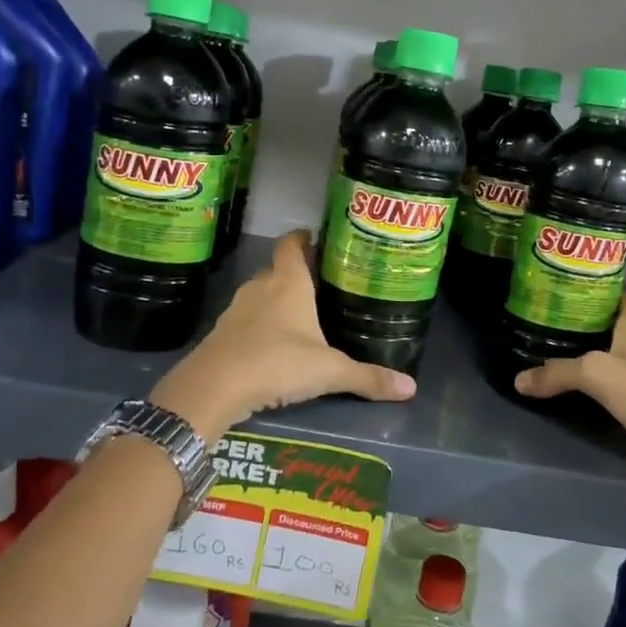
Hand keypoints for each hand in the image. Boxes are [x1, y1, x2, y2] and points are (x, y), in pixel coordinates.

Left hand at [150, 231, 414, 439]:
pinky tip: (273, 347)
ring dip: (276, 302)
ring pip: (260, 296)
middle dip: (296, 274)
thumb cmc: (278, 363)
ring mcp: (236, 310)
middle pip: (277, 270)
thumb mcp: (329, 372)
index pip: (292, 245)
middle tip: (321, 286)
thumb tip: (411, 388)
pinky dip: (259, 327)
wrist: (214, 387)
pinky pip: (246, 321)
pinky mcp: (221, 334)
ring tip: (300, 317)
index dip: (303, 238)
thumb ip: (368, 377)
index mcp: (289, 283)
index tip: (317, 239)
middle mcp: (261, 288)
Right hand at [512, 293, 625, 492]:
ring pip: (613, 356)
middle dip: (584, 324)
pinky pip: (617, 385)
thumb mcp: (597, 375)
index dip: (597, 291)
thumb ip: (557, 373)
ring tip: (552, 353)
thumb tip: (518, 380)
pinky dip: (598, 385)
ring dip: (589, 355)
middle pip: (612, 326)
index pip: (621, 296)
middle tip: (547, 323)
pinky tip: (575, 389)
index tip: (566, 292)